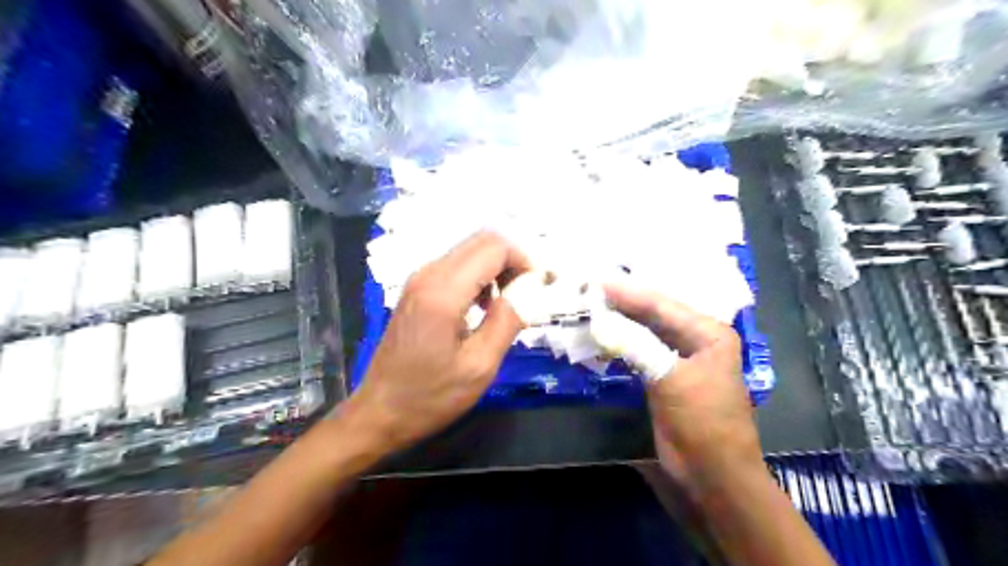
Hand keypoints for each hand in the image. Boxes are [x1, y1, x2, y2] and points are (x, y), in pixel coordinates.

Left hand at [346, 230, 529, 449]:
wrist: (378, 412)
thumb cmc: (430, 396)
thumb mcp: (479, 366)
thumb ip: (508, 321)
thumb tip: (528, 289)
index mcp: (443, 292)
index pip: (494, 248)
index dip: (524, 260)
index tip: (540, 288)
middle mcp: (428, 274)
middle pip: (482, 241)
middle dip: (513, 260)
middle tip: (528, 294)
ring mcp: (418, 279)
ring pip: (469, 251)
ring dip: (496, 268)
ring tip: (509, 303)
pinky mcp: (416, 289)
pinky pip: (456, 266)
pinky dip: (479, 276)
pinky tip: (484, 307)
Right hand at [602, 285, 759, 492]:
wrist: (712, 478)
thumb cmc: (702, 423)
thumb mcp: (671, 379)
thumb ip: (636, 346)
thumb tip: (599, 321)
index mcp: (708, 333)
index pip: (663, 304)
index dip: (629, 293)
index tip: (596, 282)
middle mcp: (695, 340)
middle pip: (653, 315)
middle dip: (622, 304)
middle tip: (589, 289)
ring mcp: (678, 360)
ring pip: (644, 332)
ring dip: (618, 323)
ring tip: (589, 307)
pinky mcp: (662, 379)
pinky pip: (638, 352)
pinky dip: (619, 345)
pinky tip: (600, 337)